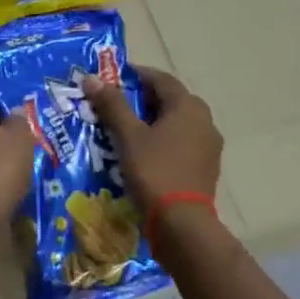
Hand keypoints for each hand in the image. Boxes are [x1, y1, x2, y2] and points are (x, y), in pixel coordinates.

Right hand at [83, 66, 222, 213]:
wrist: (182, 224)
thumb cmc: (154, 171)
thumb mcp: (128, 135)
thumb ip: (112, 105)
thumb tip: (92, 78)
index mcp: (188, 107)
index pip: (160, 79)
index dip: (135, 75)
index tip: (110, 78)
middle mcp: (204, 121)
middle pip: (169, 100)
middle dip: (141, 99)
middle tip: (112, 104)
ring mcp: (208, 146)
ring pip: (175, 123)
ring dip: (150, 121)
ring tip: (122, 128)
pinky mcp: (204, 167)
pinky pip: (180, 143)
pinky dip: (160, 140)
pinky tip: (140, 152)